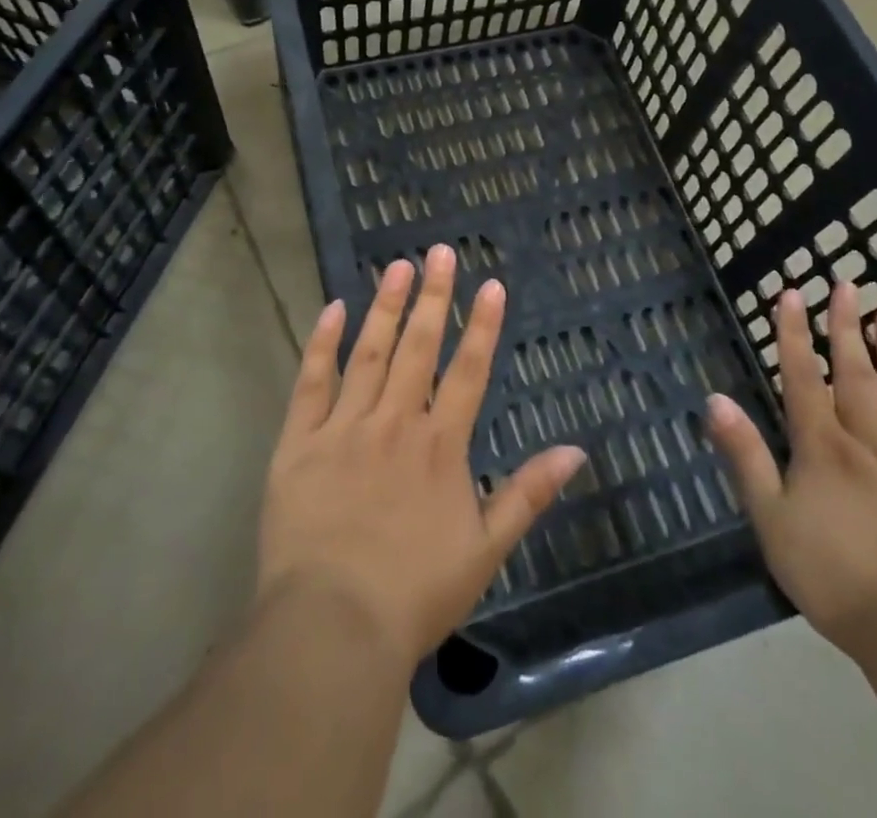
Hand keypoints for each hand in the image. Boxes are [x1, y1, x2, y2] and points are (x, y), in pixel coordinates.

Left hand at [257, 246, 586, 665]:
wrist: (333, 626)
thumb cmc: (415, 593)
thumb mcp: (486, 549)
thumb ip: (529, 494)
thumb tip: (575, 450)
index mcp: (439, 446)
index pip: (468, 371)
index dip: (482, 325)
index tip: (490, 284)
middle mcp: (395, 422)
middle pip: (419, 347)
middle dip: (433, 296)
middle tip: (440, 251)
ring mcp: (345, 427)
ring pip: (369, 353)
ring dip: (386, 307)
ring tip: (397, 266)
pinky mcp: (301, 441)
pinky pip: (312, 382)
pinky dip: (322, 344)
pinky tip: (333, 309)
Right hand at [706, 283, 876, 662]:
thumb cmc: (836, 579)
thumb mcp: (771, 520)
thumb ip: (746, 456)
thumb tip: (715, 398)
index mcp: (824, 450)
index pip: (803, 379)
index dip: (794, 334)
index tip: (792, 291)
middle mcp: (872, 446)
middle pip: (855, 377)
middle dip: (846, 329)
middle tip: (847, 284)